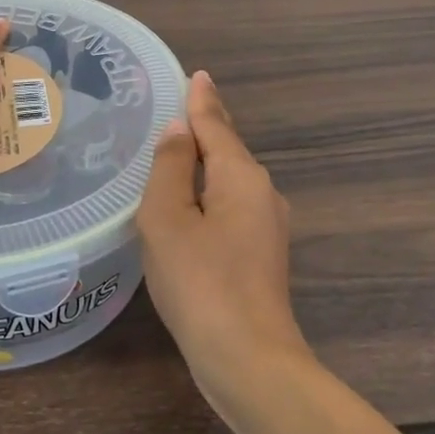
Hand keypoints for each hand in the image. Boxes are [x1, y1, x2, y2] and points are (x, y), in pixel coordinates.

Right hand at [137, 71, 315, 421]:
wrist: (247, 359)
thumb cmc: (200, 282)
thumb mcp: (168, 218)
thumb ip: (171, 167)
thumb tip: (179, 130)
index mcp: (240, 177)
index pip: (216, 125)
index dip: (201, 100)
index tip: (196, 74)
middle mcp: (261, 194)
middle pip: (227, 150)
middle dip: (204, 129)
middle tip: (176, 108)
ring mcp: (265, 228)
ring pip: (228, 181)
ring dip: (204, 164)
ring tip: (175, 150)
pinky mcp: (259, 256)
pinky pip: (228, 208)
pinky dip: (206, 195)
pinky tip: (188, 204)